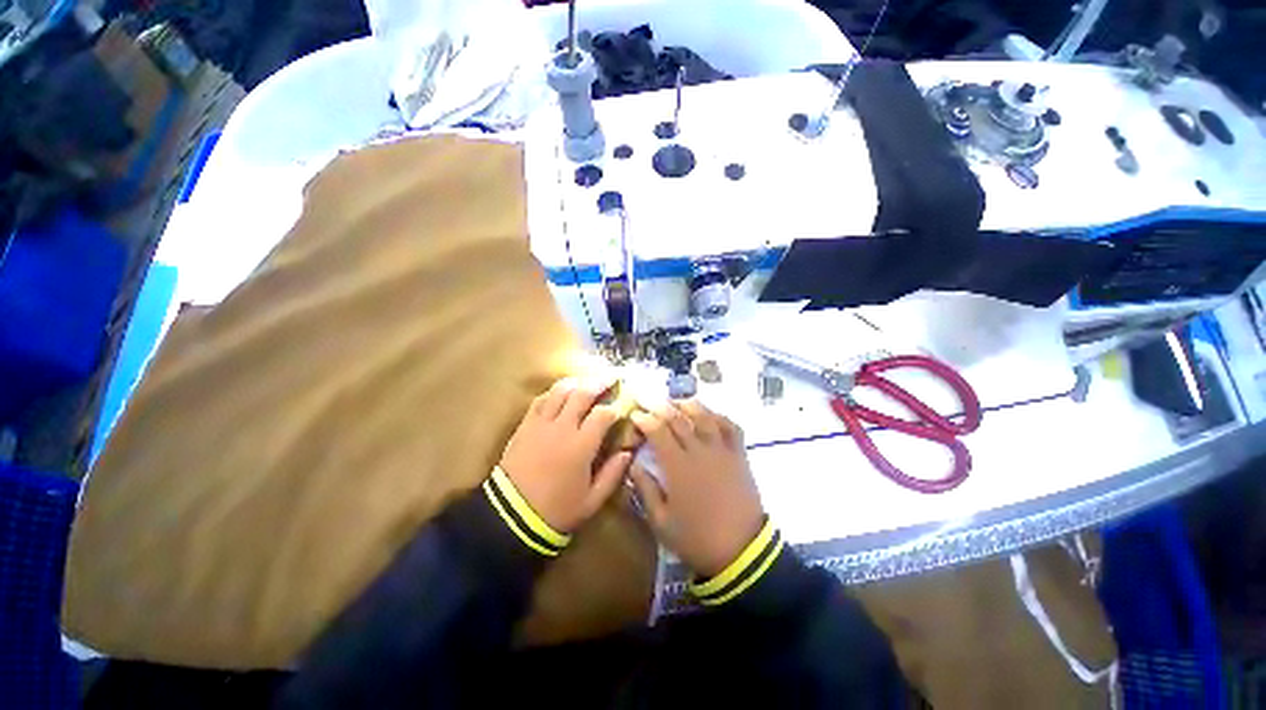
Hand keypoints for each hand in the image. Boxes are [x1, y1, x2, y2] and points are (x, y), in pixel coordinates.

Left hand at [499, 376, 631, 532]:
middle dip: (599, 383)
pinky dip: (553, 393)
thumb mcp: (592, 500)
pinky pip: (540, 400)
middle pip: (582, 394)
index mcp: (581, 445)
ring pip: (559, 391)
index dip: (616, 407)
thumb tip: (628, 452)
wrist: (511, 516)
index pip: (603, 414)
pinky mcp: (525, 426)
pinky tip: (560, 393)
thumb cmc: (556, 510)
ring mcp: (541, 424)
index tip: (623, 406)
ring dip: (576, 382)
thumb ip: (613, 474)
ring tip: (586, 381)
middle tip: (610, 377)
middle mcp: (562, 427)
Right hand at [629, 400, 764, 576]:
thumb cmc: (697, 539)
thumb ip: (645, 489)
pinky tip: (709, 415)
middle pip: (679, 419)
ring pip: (705, 416)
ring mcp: (722, 451)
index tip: (635, 414)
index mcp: (678, 467)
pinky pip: (731, 427)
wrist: (741, 552)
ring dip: (688, 405)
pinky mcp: (739, 455)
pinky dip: (719, 416)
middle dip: (660, 406)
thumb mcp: (661, 522)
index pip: (658, 431)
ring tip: (676, 402)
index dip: (645, 419)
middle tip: (649, 400)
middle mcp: (700, 451)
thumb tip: (633, 463)